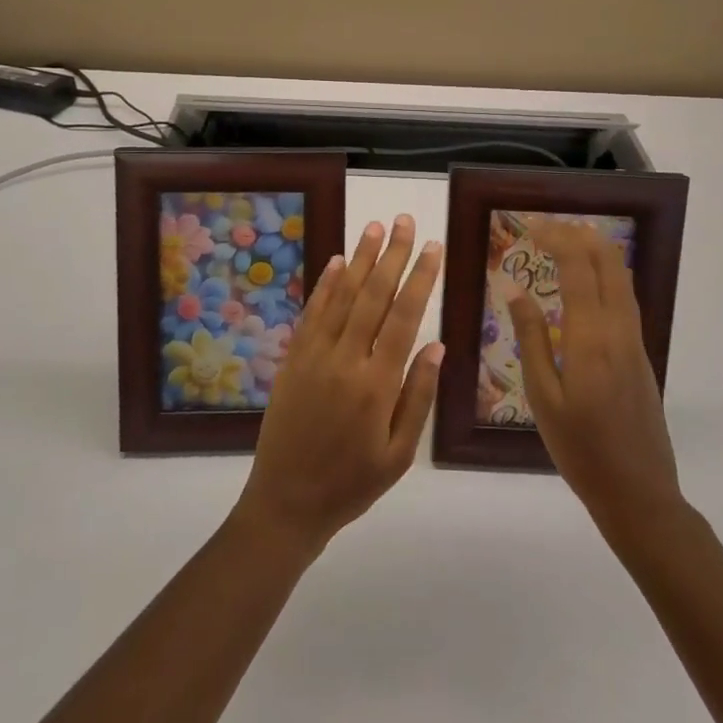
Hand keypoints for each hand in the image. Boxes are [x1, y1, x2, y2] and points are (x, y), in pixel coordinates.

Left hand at [234, 216, 444, 552]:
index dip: (420, 278)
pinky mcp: (293, 357)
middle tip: (405, 221)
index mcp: (377, 384)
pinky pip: (312, 312)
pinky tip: (337, 262)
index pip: (403, 317)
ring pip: (342, 296)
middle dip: (392, 255)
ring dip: (359, 259)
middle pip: (373, 295)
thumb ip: (418, 396)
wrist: (286, 501)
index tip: (433, 247)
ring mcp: (315, 354)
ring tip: (374, 227)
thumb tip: (436, 344)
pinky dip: (325, 284)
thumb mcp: (399, 454)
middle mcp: (345, 359)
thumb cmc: (352, 483)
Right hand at [499, 219, 683, 538]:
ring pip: (622, 278)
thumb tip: (514, 289)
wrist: (639, 493)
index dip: (557, 239)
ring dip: (596, 250)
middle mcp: (619, 331)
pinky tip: (587, 279)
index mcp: (591, 339)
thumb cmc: (580, 449)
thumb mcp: (543, 397)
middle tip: (547, 227)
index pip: (578, 269)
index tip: (530, 227)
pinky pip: (626, 297)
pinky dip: (606, 273)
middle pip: (608, 263)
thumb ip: (531, 338)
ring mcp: (635, 342)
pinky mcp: (640, 354)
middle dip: (579, 235)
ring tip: (567, 239)